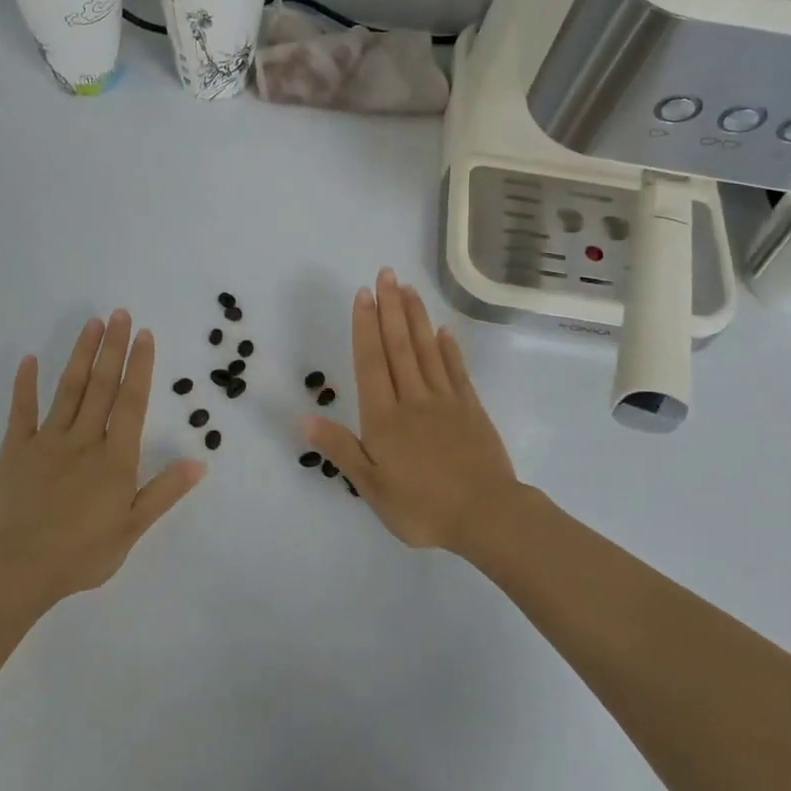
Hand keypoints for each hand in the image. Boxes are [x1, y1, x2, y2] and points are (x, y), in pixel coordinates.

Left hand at [0, 310, 203, 611]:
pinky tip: (28, 360)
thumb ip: (163, 491)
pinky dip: (25, 385)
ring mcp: (47, 441)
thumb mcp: (132, 529)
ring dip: (81, 355)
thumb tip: (199, 461)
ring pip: (68, 389)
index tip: (145, 335)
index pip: (131, 402)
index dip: (140, 366)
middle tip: (120, 313)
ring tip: (92, 324)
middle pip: (102, 386)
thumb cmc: (80, 554)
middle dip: (113, 348)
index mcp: (114, 458)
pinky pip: (21, 412)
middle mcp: (84, 439)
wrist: (16, 570)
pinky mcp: (15, 451)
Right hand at [306, 268, 518, 556]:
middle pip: (399, 346)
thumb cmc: (422, 508)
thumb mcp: (371, 487)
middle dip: (390, 308)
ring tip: (408, 288)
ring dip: (415, 317)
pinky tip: (443, 330)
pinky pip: (456, 370)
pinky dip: (449, 348)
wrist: (486, 517)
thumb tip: (305, 417)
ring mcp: (445, 401)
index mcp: (384, 417)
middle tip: (386, 273)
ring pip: (427, 350)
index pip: (371, 362)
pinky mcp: (471, 409)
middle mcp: (413, 399)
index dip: (365, 326)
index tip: (363, 294)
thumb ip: (340, 449)